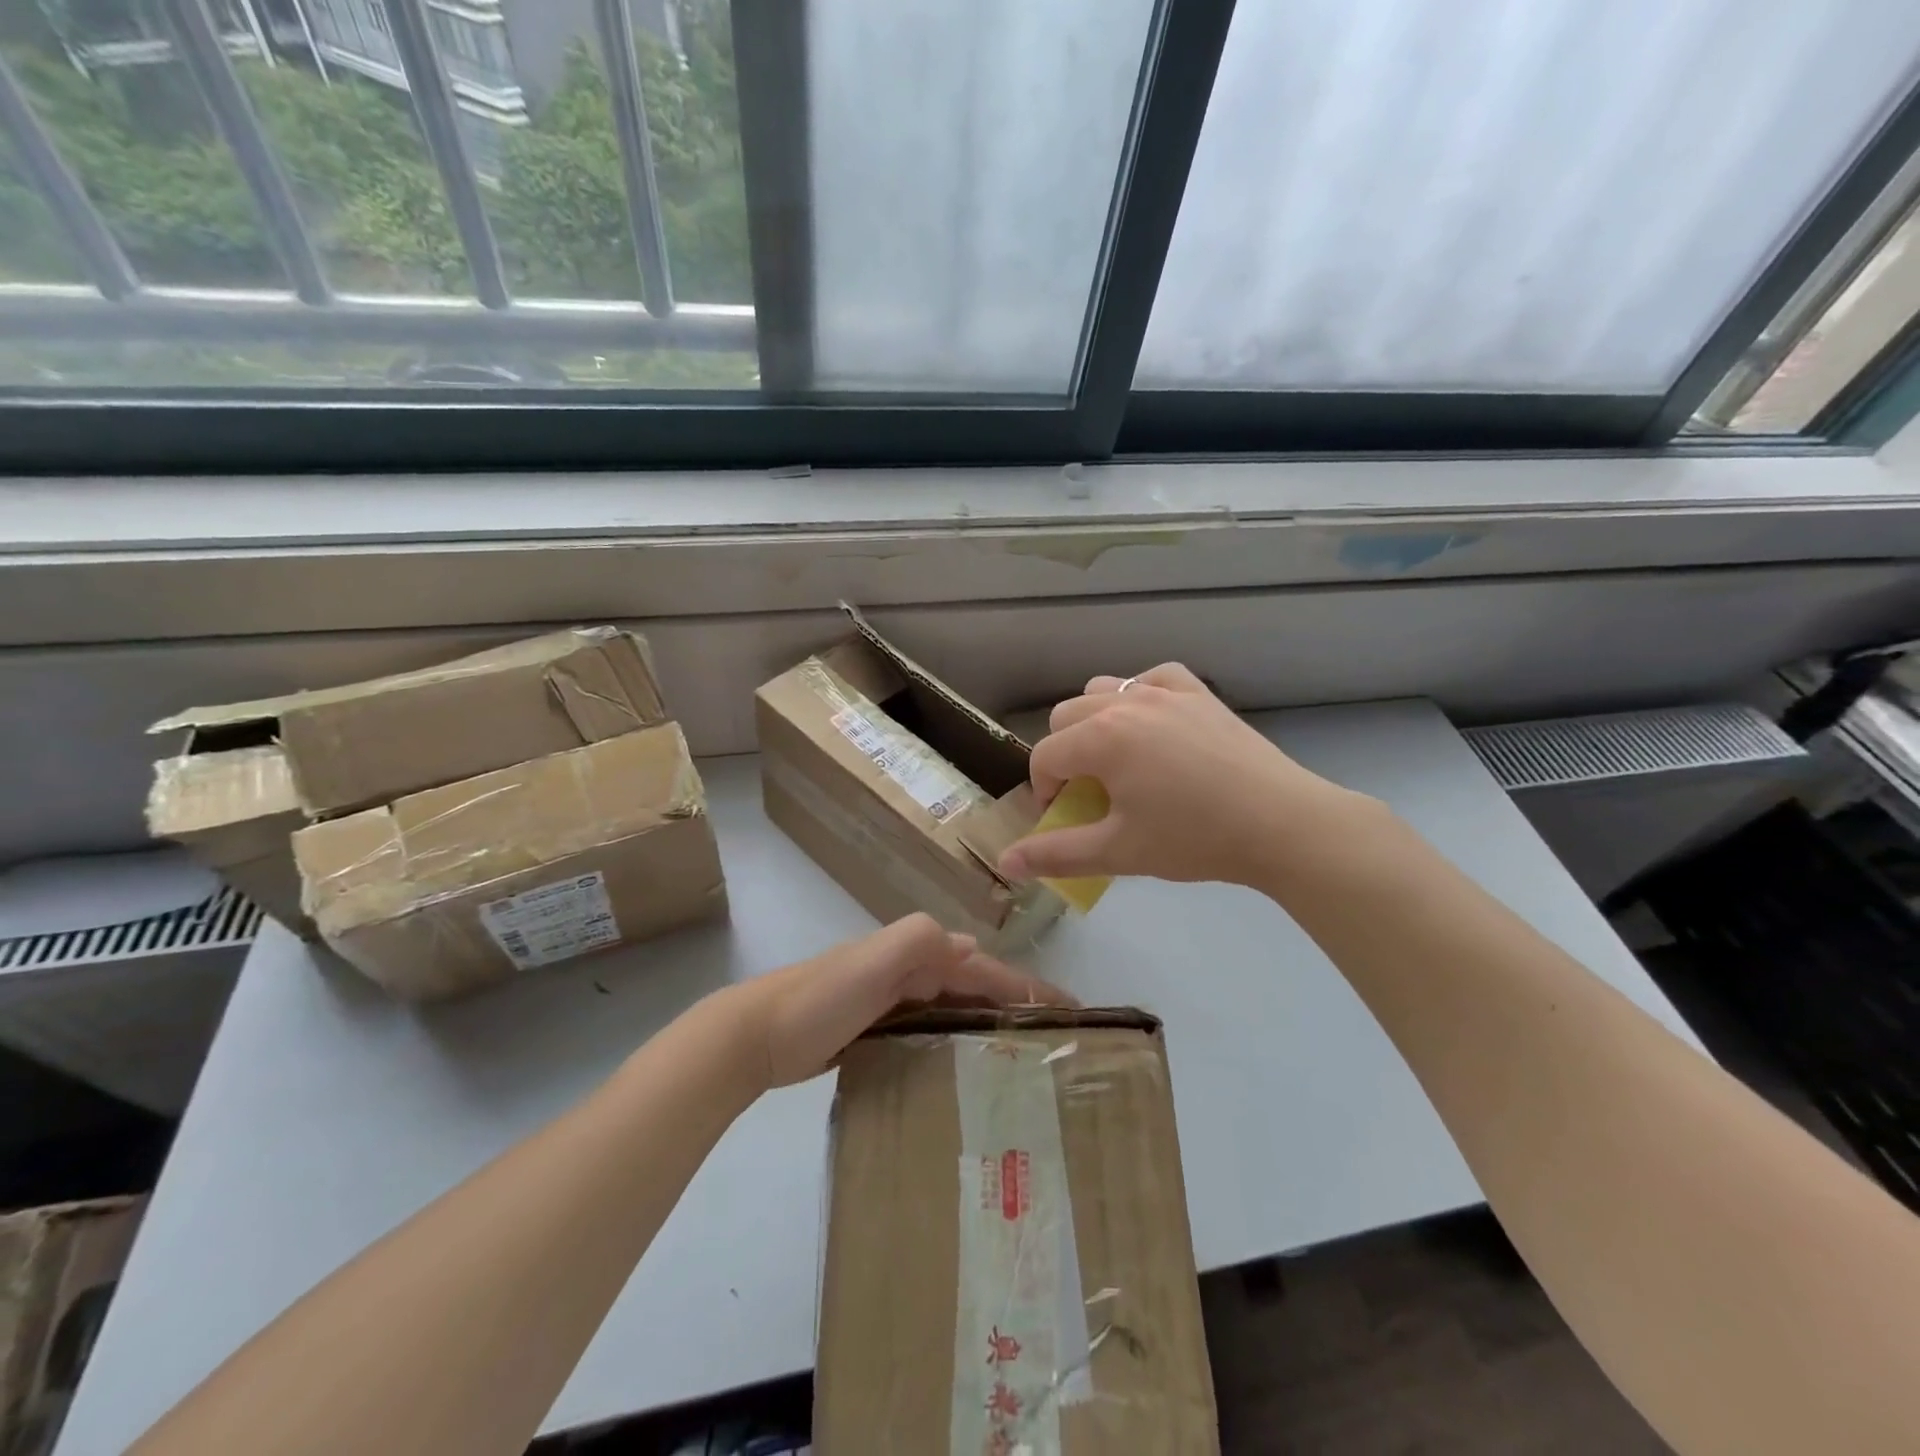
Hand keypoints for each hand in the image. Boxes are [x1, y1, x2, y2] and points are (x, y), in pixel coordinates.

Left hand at [724, 914, 1072, 1089]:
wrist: (754, 1035)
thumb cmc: (819, 999)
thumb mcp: (872, 961)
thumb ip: (918, 941)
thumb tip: (971, 947)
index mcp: (916, 950)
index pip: (984, 967)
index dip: (1026, 986)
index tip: (1071, 1011)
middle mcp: (909, 968)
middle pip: (974, 985)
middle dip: (1014, 1006)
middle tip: (1054, 1044)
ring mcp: (892, 998)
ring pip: (954, 1007)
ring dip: (988, 1023)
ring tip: (1023, 1061)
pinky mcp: (877, 1028)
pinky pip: (931, 1028)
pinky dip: (956, 1039)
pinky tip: (967, 1068)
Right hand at [999, 663, 1374, 889]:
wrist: (1281, 824)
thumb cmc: (1194, 839)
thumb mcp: (1118, 851)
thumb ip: (1056, 854)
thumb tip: (1005, 862)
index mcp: (1100, 737)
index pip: (1044, 756)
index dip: (1044, 790)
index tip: (1065, 817)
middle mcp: (1125, 701)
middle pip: (1065, 717)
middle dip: (1065, 754)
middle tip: (1090, 792)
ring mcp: (1164, 691)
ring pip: (1103, 690)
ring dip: (1095, 722)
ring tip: (1119, 759)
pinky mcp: (1198, 692)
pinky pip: (1151, 678)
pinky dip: (1140, 696)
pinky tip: (1154, 725)